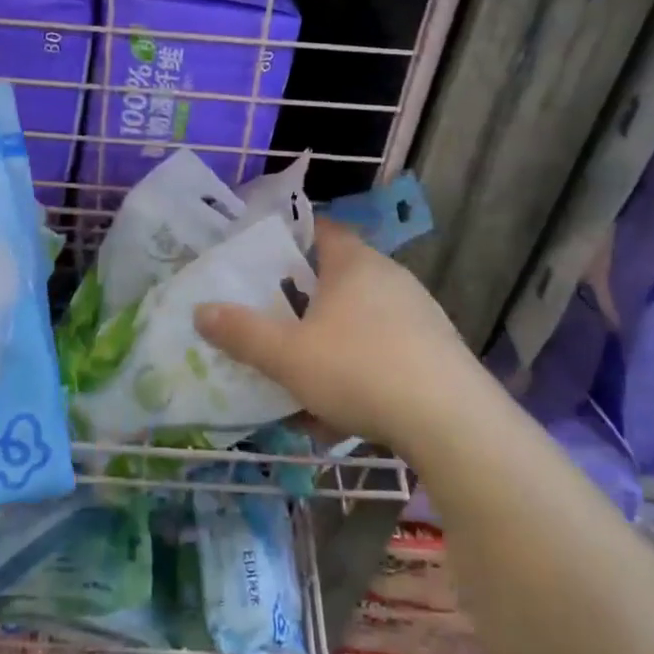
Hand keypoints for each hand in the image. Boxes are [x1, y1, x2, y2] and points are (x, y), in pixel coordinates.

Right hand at [194, 220, 490, 456]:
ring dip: (326, 347)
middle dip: (300, 304)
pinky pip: (382, 353)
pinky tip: (339, 416)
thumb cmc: (360, 370)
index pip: (318, 229)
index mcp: (354, 263)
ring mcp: (418, 314)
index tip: (258, 263)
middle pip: (335, 278)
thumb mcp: (288, 355)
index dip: (287, 240)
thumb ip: (242, 333)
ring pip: (357, 322)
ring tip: (299, 383)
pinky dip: (357, 374)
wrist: (453, 424)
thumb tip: (201, 311)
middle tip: (270, 325)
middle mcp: (389, 277)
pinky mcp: (435, 351)